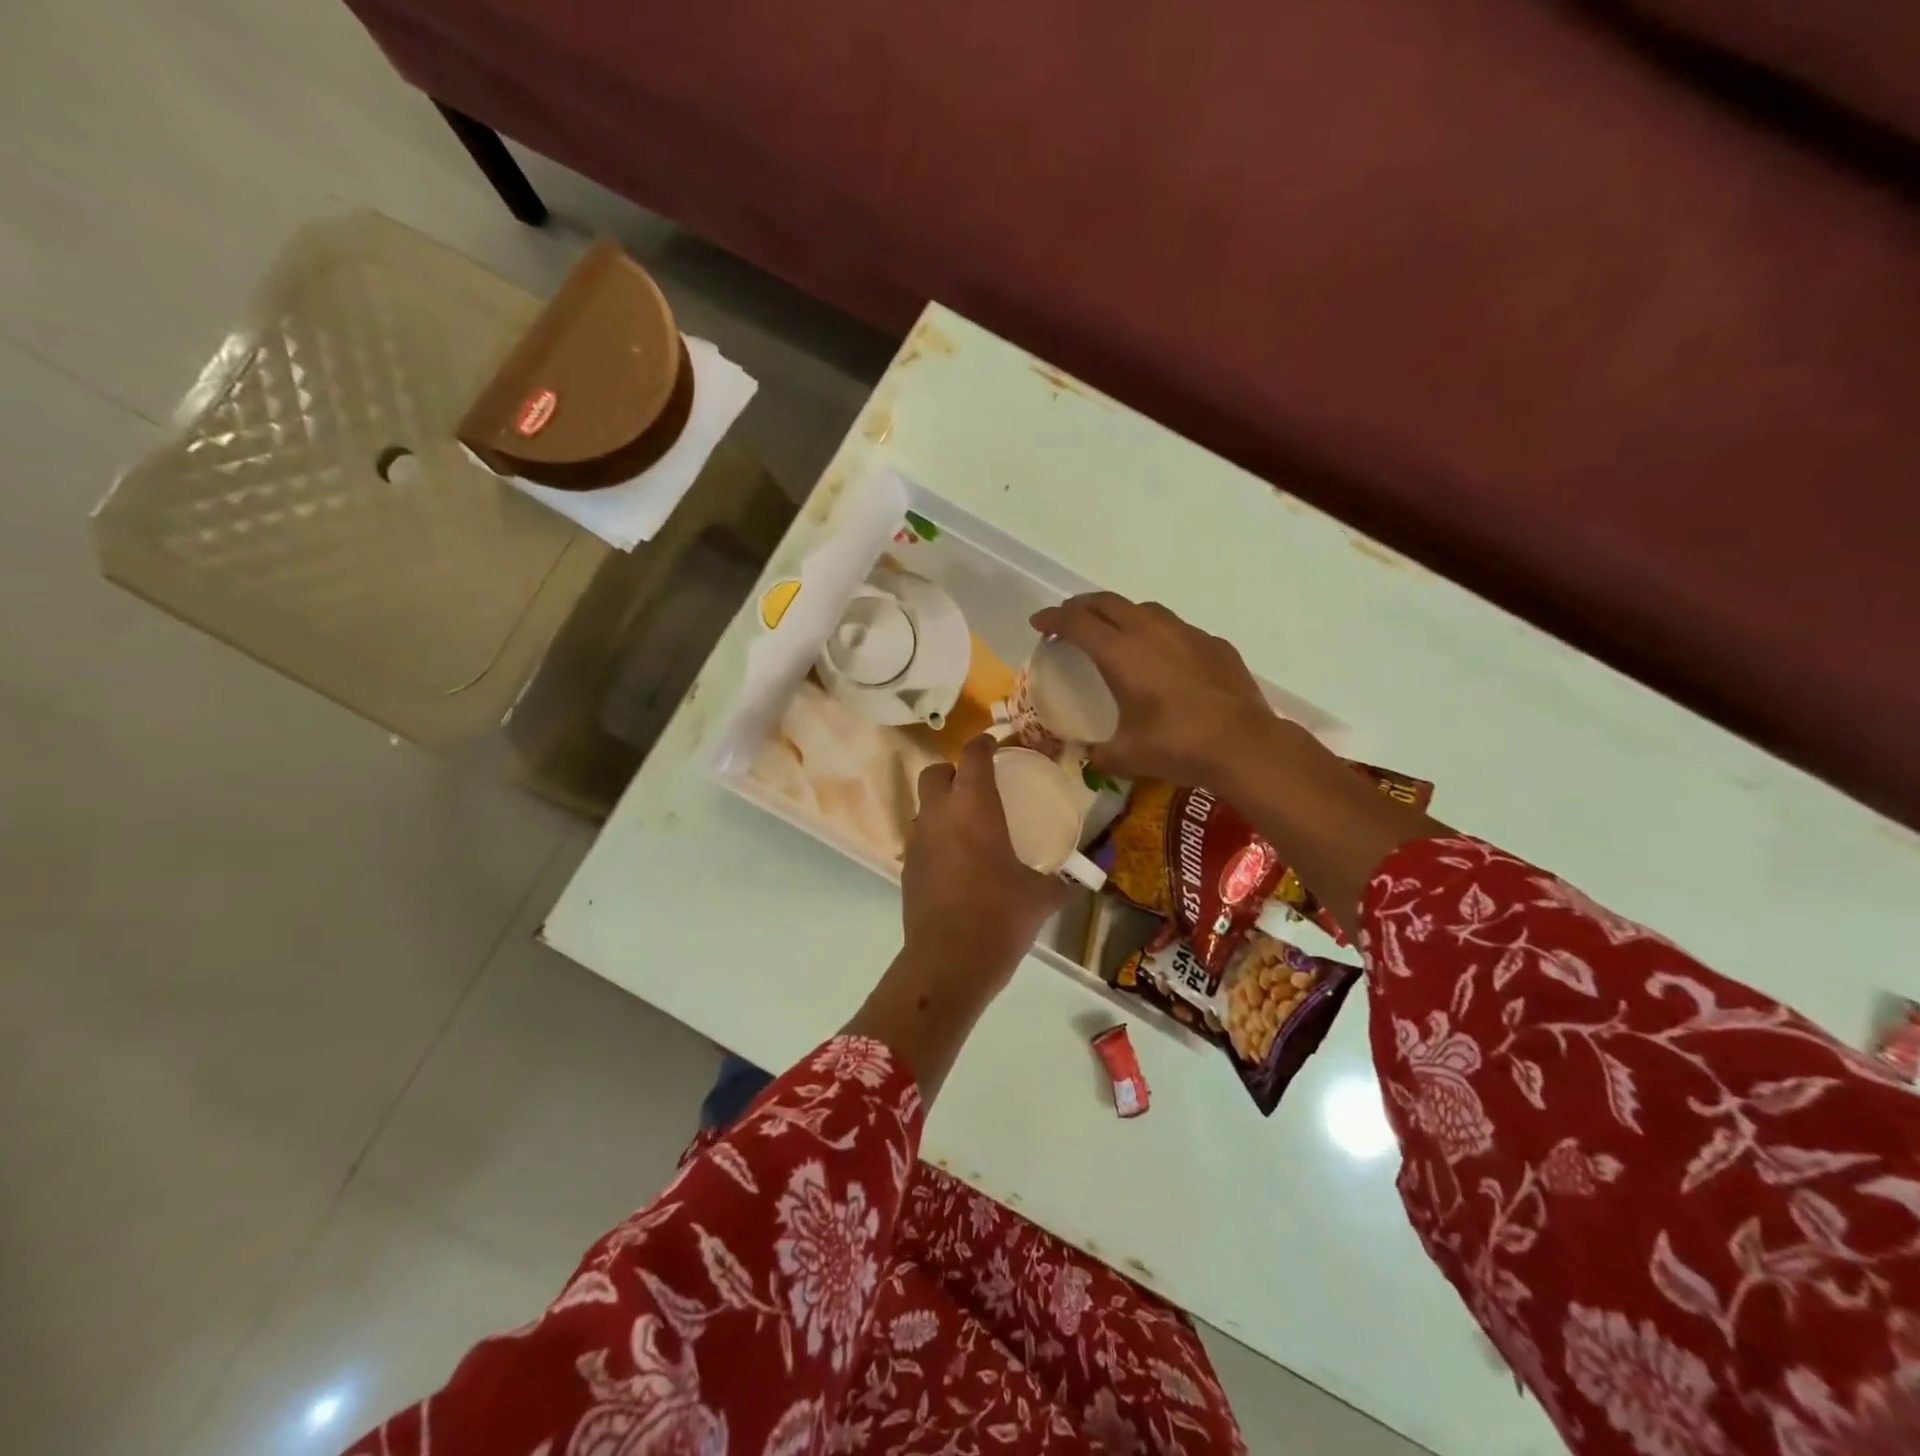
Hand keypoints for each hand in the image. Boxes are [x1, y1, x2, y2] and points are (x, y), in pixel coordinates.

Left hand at [903, 736, 1068, 989]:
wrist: (949, 960)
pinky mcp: (906, 867)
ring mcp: (917, 840)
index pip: (973, 756)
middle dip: (953, 771)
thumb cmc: (1000, 915)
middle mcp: (939, 814)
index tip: (994, 744)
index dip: (983, 744)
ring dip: (941, 806)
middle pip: (935, 772)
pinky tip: (954, 861)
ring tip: (966, 825)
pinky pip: (920, 839)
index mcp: (974, 806)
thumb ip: (1059, 882)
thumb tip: (1075, 881)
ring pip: (923, 806)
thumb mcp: (1040, 897)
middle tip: (976, 785)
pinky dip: (935, 838)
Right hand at [1030, 593, 1276, 788]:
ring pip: (1144, 609)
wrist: (1244, 745)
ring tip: (1114, 633)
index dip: (1052, 619)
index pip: (1076, 622)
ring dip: (1120, 614)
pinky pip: (1177, 629)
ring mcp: (1186, 634)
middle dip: (1081, 606)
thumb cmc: (1177, 746)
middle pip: (1107, 602)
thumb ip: (1100, 754)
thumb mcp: (1126, 757)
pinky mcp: (1214, 644)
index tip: (1038, 623)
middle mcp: (1150, 632)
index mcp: (1120, 653)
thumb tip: (1093, 757)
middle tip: (1068, 621)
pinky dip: (1158, 634)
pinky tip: (1163, 658)